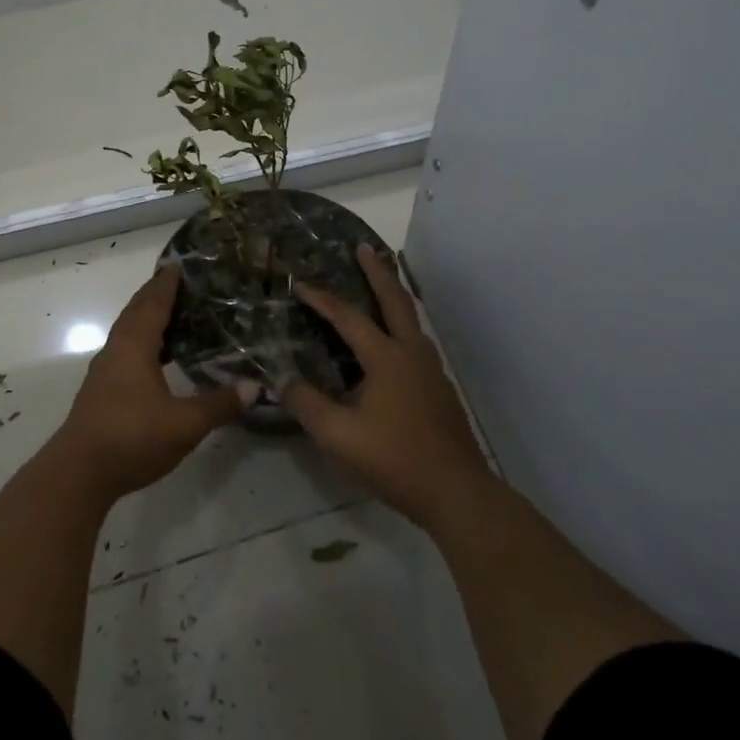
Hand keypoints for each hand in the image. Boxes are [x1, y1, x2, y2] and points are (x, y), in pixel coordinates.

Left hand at [53, 266, 242, 501]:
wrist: (78, 473)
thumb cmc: (131, 437)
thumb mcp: (185, 424)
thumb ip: (219, 404)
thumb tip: (254, 386)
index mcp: (135, 346)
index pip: (153, 303)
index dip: (167, 283)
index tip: (179, 264)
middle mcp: (117, 350)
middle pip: (136, 312)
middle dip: (155, 294)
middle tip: (180, 283)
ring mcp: (105, 371)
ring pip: (128, 332)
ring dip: (148, 319)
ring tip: (174, 316)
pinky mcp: (102, 391)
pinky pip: (126, 351)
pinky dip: (144, 343)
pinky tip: (158, 359)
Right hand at [288, 244, 492, 527]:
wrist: (457, 492)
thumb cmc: (395, 459)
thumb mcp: (339, 436)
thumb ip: (306, 405)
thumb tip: (282, 379)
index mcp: (387, 358)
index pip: (348, 318)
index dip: (322, 300)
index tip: (301, 284)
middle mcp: (412, 353)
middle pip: (395, 301)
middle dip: (378, 272)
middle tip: (364, 247)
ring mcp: (431, 370)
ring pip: (411, 320)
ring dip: (393, 296)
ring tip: (380, 285)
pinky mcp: (440, 388)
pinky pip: (416, 341)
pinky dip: (401, 324)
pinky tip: (392, 342)